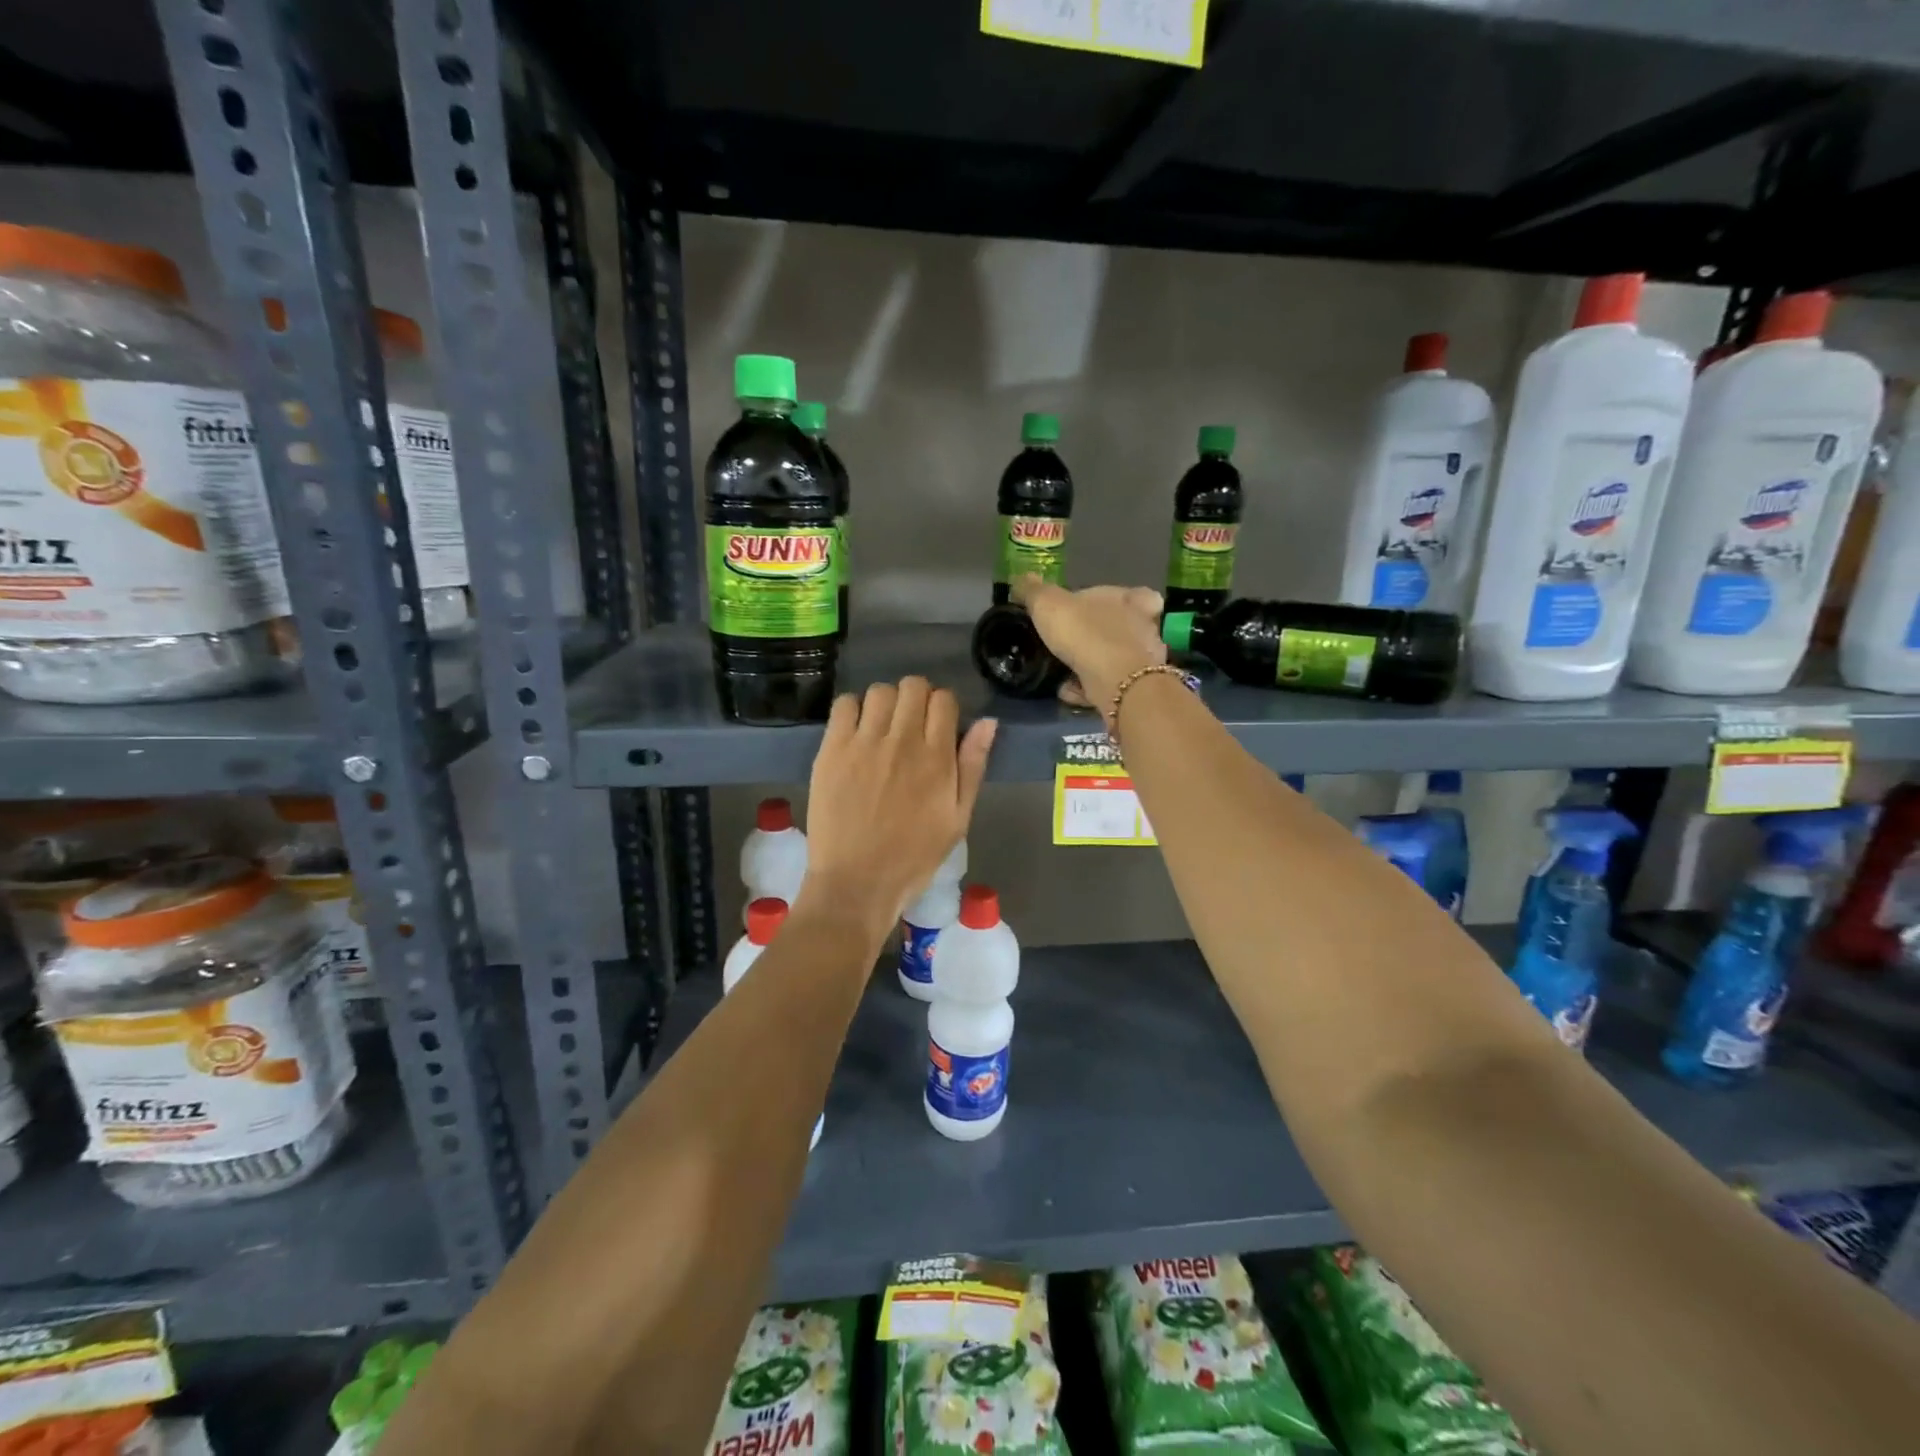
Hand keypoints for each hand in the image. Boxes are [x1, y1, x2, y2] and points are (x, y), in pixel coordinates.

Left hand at [800, 678, 996, 943]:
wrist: (856, 882)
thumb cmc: (913, 856)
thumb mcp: (958, 818)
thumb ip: (973, 766)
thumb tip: (988, 722)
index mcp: (937, 757)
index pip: (944, 699)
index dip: (943, 707)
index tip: (937, 726)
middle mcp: (901, 740)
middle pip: (913, 686)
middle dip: (917, 698)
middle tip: (911, 725)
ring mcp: (863, 742)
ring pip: (879, 690)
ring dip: (886, 702)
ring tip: (882, 728)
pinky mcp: (831, 749)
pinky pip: (844, 705)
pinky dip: (854, 710)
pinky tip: (856, 733)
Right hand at [1011, 576, 1166, 715]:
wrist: (1114, 681)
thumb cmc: (1085, 633)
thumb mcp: (1048, 604)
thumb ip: (1034, 592)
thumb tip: (1021, 579)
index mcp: (1129, 600)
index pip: (1132, 593)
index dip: (1116, 599)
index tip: (1093, 609)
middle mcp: (1142, 628)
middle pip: (1123, 627)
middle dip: (1100, 635)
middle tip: (1071, 643)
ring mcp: (1142, 660)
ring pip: (1115, 659)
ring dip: (1091, 665)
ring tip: (1063, 670)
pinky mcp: (1135, 688)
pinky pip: (1108, 685)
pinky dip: (1089, 687)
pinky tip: (1068, 690)